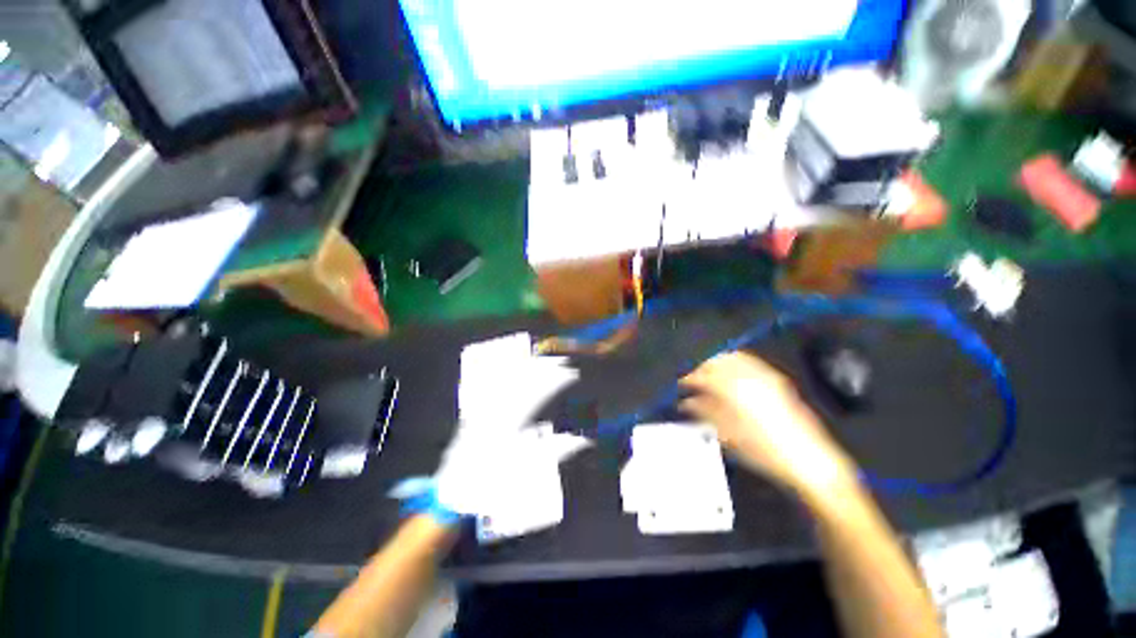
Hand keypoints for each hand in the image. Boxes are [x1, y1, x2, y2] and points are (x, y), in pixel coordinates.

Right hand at [680, 353, 858, 499]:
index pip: (704, 375)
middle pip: (717, 361)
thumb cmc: (763, 451)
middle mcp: (749, 376)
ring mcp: (765, 376)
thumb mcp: (728, 434)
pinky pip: (749, 362)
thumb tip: (686, 402)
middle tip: (692, 379)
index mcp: (735, 390)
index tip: (680, 383)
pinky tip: (730, 375)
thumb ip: (705, 413)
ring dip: (717, 364)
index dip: (689, 377)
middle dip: (702, 367)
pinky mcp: (776, 380)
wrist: (809, 460)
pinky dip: (734, 364)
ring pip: (733, 358)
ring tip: (708, 377)